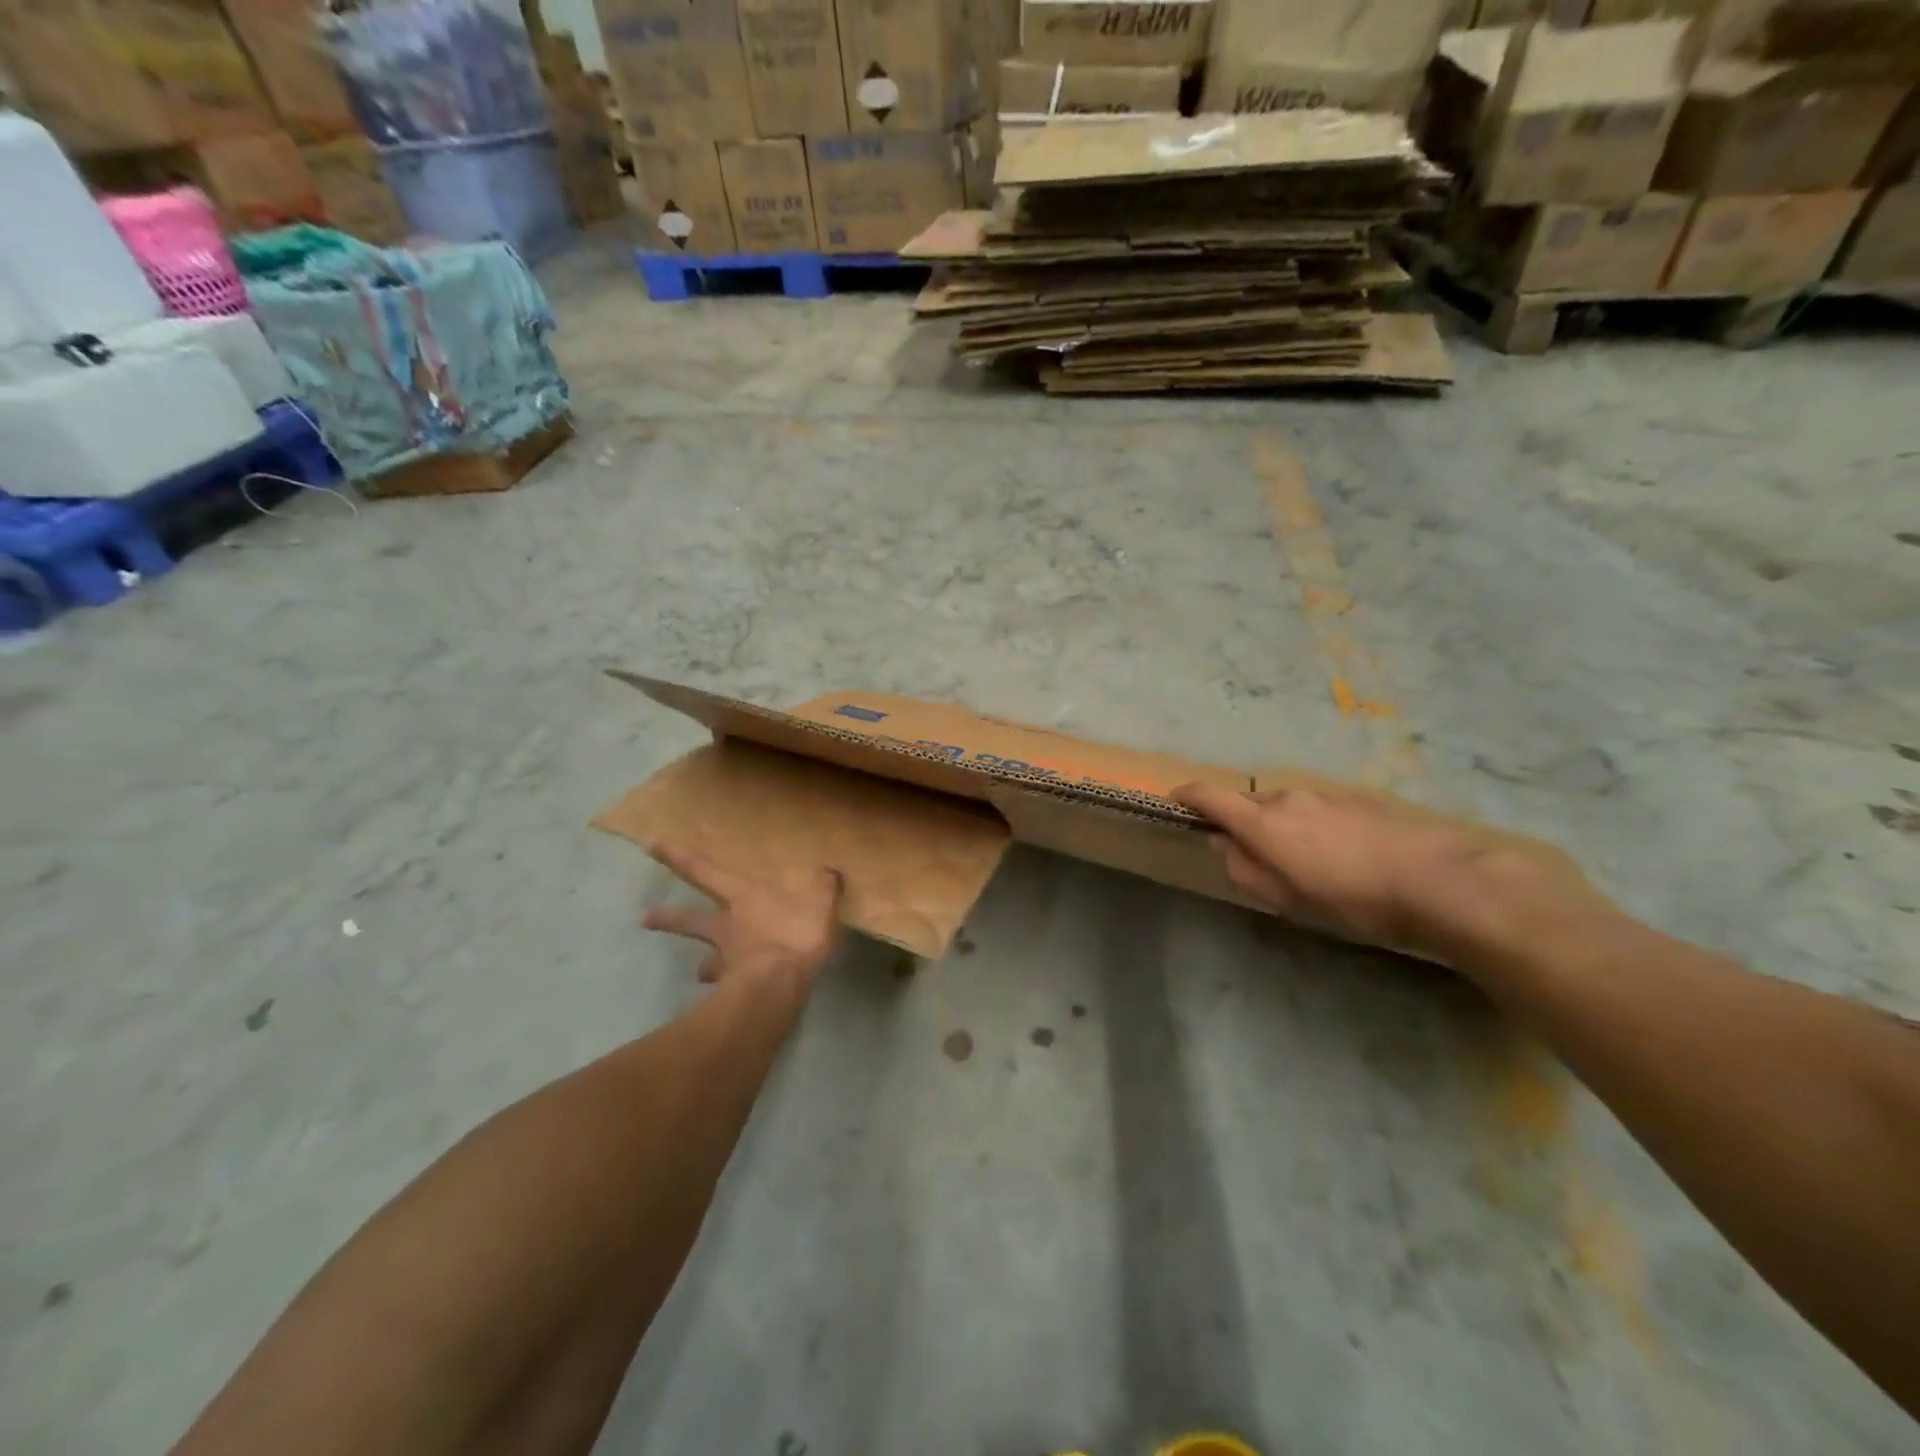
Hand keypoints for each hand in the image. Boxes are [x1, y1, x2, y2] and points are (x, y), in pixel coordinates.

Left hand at [642, 842, 842, 988]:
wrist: (779, 982)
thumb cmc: (796, 932)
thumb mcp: (821, 899)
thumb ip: (824, 884)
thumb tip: (829, 870)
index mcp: (743, 896)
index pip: (703, 871)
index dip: (678, 857)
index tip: (651, 846)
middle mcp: (727, 924)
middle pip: (690, 918)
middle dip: (668, 916)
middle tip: (645, 918)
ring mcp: (726, 957)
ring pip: (704, 957)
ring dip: (700, 964)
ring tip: (698, 972)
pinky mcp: (732, 986)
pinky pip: (726, 985)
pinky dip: (726, 988)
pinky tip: (729, 995)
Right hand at [1173, 781, 1599, 965]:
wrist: (1441, 880)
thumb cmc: (1354, 899)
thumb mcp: (1289, 899)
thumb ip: (1248, 871)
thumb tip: (1226, 847)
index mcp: (1263, 822)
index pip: (1210, 796)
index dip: (1187, 797)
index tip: (1176, 802)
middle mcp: (1288, 798)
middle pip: (1250, 803)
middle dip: (1243, 824)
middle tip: (1256, 860)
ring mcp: (1326, 795)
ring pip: (1286, 806)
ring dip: (1281, 827)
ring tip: (1305, 864)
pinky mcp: (1358, 800)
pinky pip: (1317, 809)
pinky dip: (1312, 827)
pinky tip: (1340, 857)